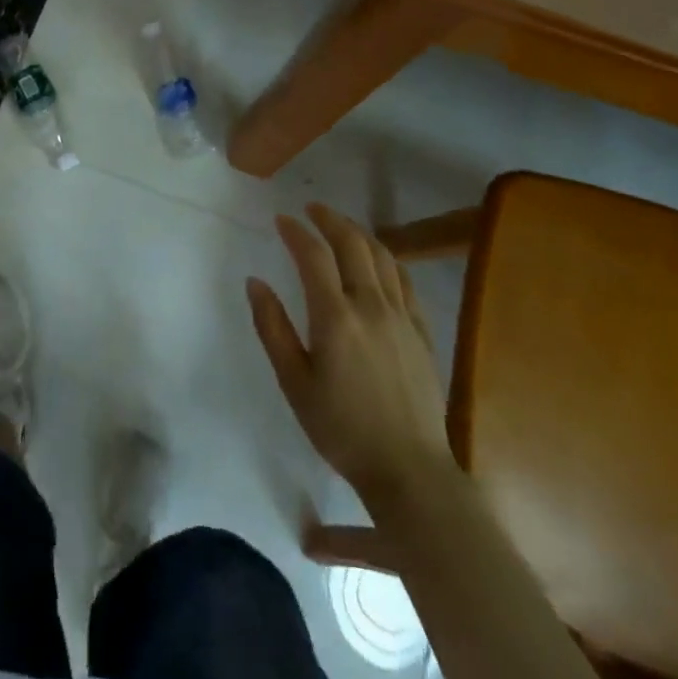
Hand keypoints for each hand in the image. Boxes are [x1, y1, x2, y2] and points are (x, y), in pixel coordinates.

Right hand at [247, 204, 450, 508]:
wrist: (408, 469)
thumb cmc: (341, 428)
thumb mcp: (294, 382)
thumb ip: (272, 327)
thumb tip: (255, 282)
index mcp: (335, 317)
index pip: (313, 256)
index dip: (296, 232)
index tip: (281, 219)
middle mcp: (371, 306)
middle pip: (352, 245)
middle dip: (330, 219)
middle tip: (311, 209)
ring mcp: (401, 316)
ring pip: (382, 257)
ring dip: (359, 233)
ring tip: (341, 226)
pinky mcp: (421, 331)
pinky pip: (405, 280)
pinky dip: (387, 259)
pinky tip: (379, 261)